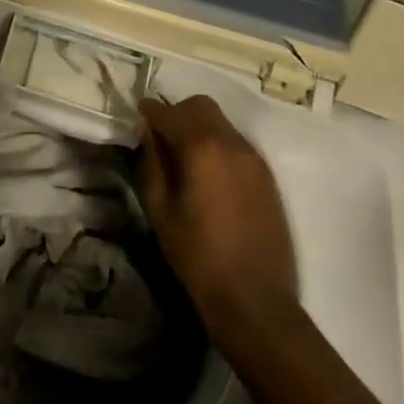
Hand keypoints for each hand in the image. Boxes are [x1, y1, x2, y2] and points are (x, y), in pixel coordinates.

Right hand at [139, 94, 297, 330]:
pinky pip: (237, 141)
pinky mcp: (267, 174)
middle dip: (177, 112)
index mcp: (200, 146)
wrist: (254, 298)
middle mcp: (230, 141)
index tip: (137, 116)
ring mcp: (253, 156)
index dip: (148, 111)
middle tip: (162, 137)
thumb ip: (152, 162)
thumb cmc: (197, 255)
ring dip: (199, 126)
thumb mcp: (160, 209)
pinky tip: (210, 173)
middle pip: (199, 105)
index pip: (167, 112)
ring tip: (186, 156)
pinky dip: (218, 143)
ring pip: (221, 121)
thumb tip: (147, 132)